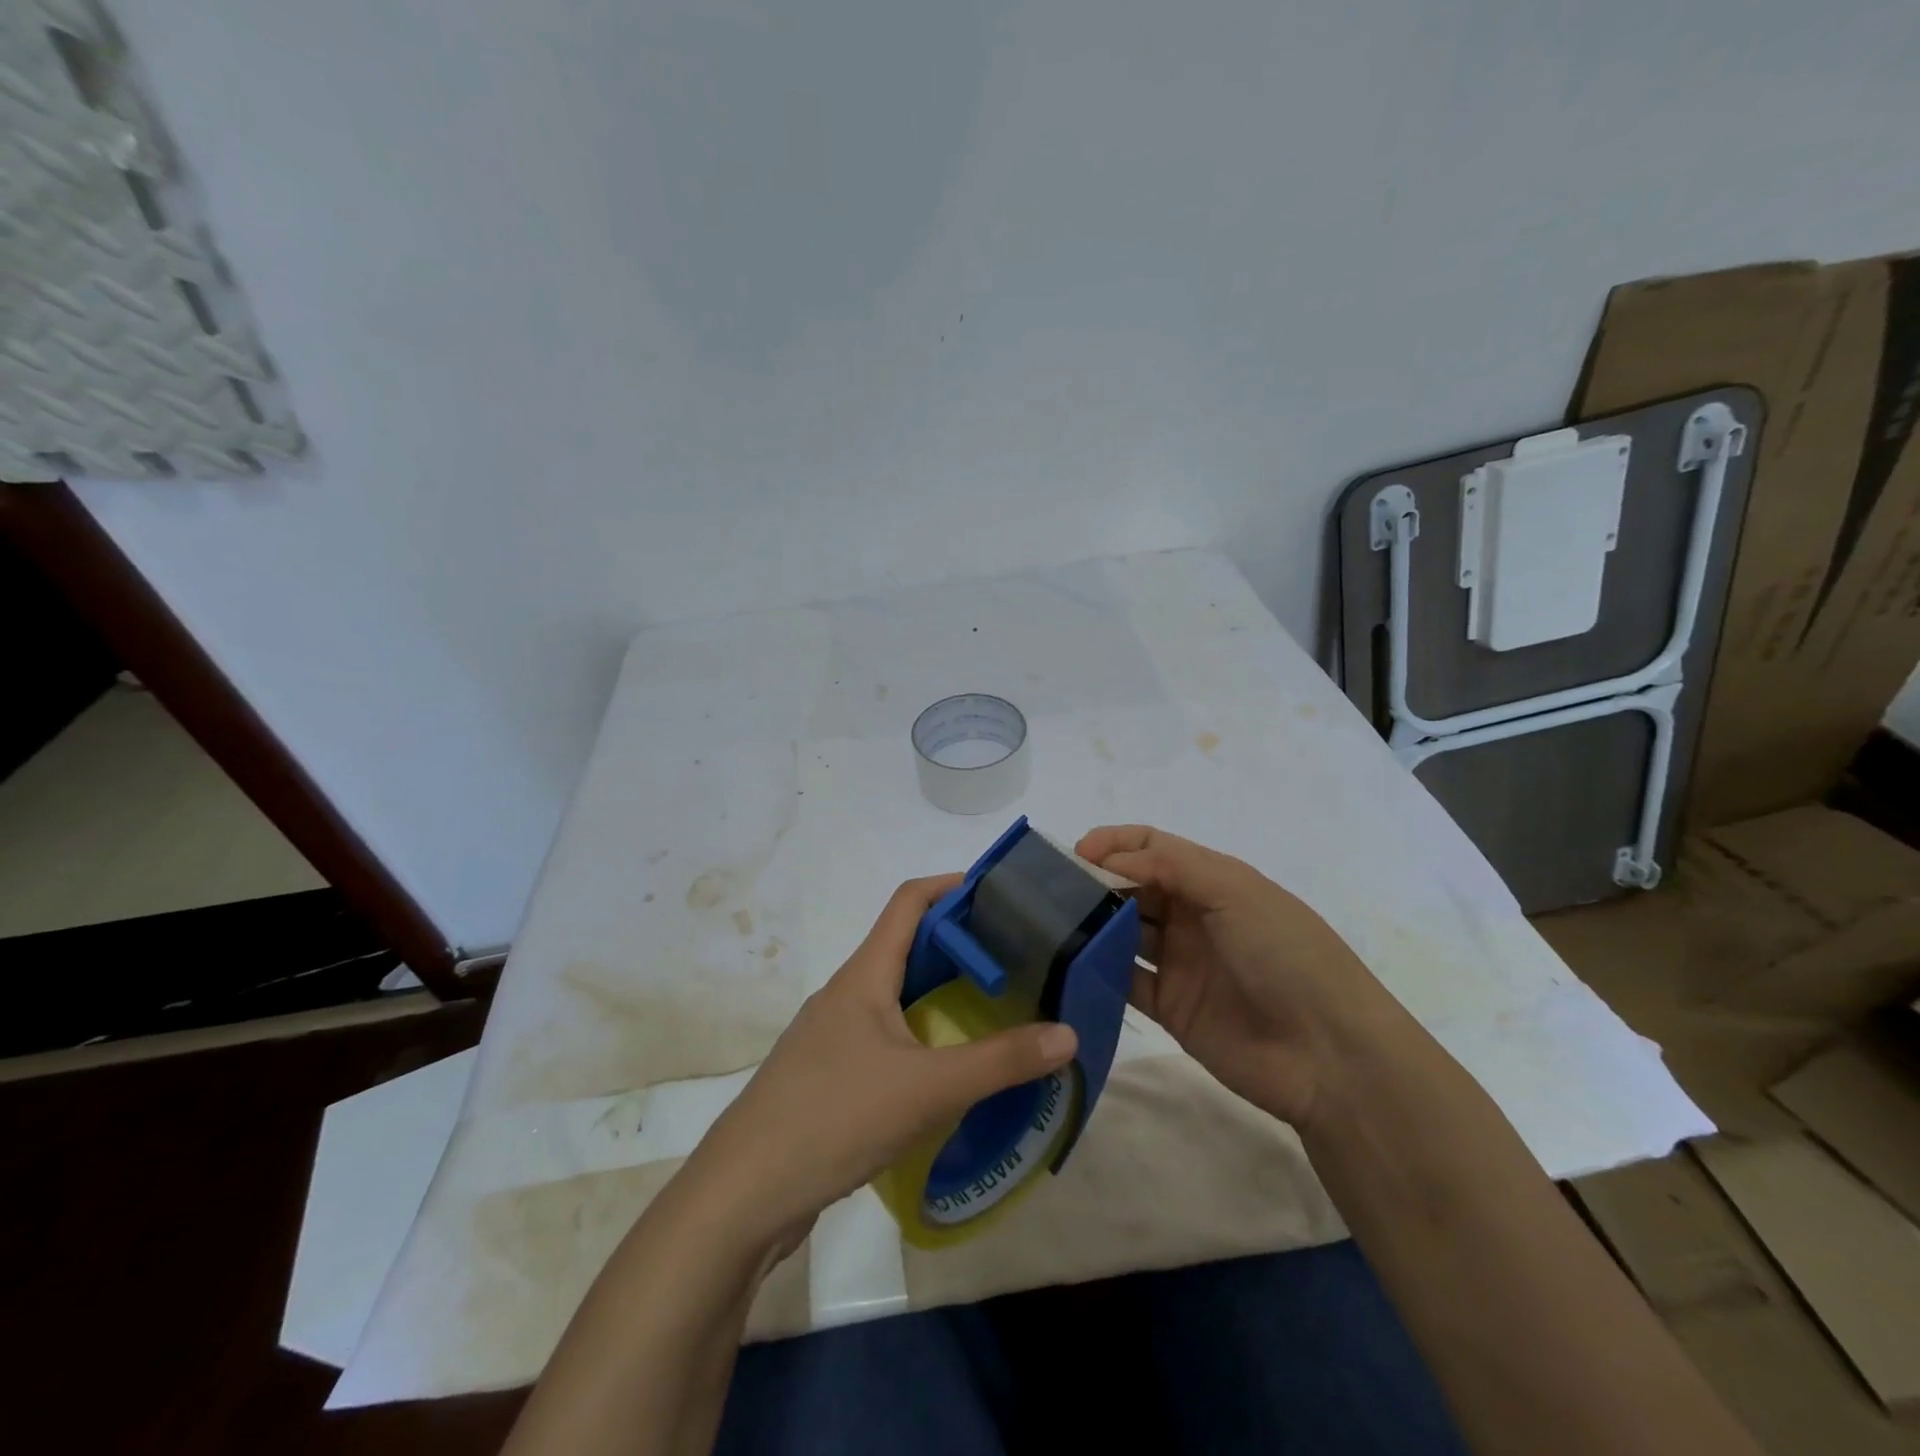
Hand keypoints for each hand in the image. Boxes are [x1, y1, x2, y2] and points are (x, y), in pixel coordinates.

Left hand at [681, 875, 1078, 1249]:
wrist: (742, 1196)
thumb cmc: (834, 1118)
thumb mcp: (927, 1089)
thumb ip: (1000, 1061)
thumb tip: (1068, 1034)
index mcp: (864, 975)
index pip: (908, 902)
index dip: (952, 885)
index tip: (1001, 892)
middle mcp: (847, 994)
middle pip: (907, 945)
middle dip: (959, 943)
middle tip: (1016, 956)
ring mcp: (833, 1036)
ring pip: (895, 994)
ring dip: (941, 991)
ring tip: (993, 1007)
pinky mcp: (829, 1076)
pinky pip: (885, 1035)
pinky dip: (921, 1033)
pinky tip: (947, 1068)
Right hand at [1076, 824, 1395, 1129]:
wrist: (1328, 1054)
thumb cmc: (1284, 953)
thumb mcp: (1234, 891)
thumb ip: (1169, 866)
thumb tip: (1107, 859)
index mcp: (1211, 880)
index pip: (1152, 847)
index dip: (1114, 844)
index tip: (1074, 854)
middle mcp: (1192, 916)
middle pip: (1132, 888)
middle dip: (1095, 882)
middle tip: (1050, 890)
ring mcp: (1180, 963)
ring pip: (1123, 933)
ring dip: (1092, 925)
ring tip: (1050, 924)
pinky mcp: (1170, 1007)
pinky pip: (1125, 981)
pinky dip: (1098, 972)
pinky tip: (1068, 966)